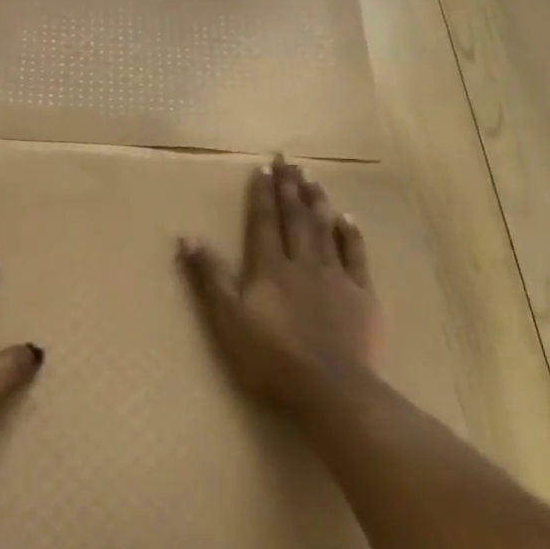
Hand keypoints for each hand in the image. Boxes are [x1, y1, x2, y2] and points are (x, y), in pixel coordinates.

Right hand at [180, 156, 386, 414]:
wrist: (330, 387)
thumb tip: (187, 237)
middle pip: (295, 218)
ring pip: (325, 230)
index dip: (262, 196)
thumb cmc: (270, 358)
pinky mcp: (361, 295)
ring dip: (317, 202)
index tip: (263, 169)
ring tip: (312, 178)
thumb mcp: (226, 319)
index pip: (263, 223)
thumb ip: (209, 278)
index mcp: (269, 269)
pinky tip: (347, 220)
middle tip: (288, 161)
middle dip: (289, 188)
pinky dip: (350, 235)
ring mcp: (335, 277)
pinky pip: (356, 256)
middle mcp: (302, 263)